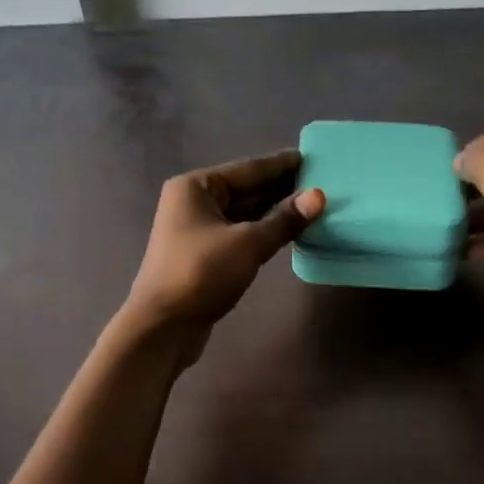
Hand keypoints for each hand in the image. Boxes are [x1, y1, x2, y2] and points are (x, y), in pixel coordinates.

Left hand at [123, 150, 325, 359]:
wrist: (162, 327)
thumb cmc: (201, 274)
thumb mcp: (248, 243)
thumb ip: (284, 219)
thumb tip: (319, 196)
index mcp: (196, 187)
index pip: (248, 168)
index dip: (281, 164)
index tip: (311, 157)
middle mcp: (193, 202)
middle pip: (245, 189)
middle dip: (281, 187)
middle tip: (320, 181)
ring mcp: (196, 229)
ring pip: (244, 213)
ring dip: (274, 211)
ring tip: (312, 205)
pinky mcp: (203, 254)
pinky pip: (239, 233)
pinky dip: (263, 231)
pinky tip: (289, 231)